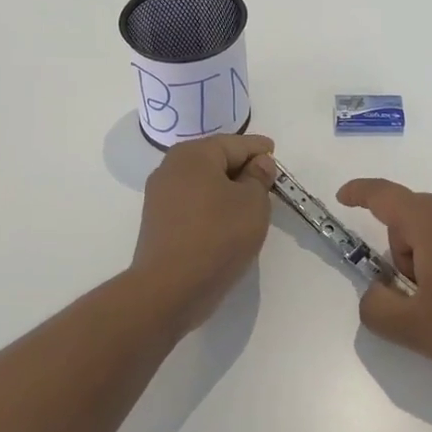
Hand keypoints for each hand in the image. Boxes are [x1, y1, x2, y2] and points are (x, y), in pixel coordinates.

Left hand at [132, 134, 276, 329]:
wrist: (170, 288)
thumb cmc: (218, 236)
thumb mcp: (253, 203)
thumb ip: (259, 177)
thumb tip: (258, 163)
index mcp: (194, 154)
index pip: (235, 143)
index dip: (258, 149)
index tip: (274, 152)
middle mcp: (171, 167)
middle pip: (215, 159)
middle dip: (241, 167)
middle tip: (266, 179)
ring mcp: (160, 195)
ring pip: (202, 182)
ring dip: (226, 188)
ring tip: (249, 202)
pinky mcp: (157, 221)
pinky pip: (192, 202)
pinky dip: (211, 204)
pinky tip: (226, 220)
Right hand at [336, 179, 431, 373]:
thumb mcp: (412, 327)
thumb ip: (375, 308)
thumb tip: (375, 293)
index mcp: (429, 219)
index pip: (383, 195)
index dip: (359, 193)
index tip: (344, 197)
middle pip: (411, 220)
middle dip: (402, 254)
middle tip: (418, 296)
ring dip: (430, 259)